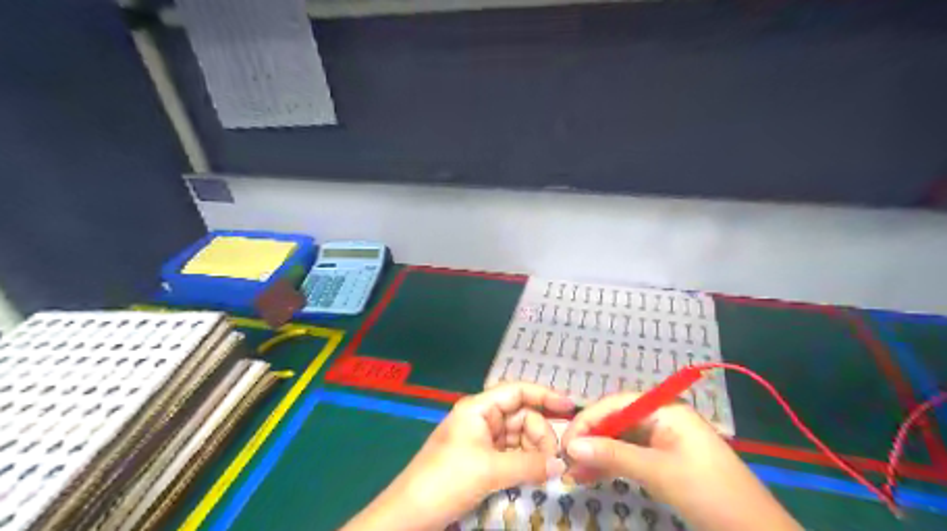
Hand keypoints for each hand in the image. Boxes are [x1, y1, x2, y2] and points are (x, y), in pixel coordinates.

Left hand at [345, 384, 573, 527]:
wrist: (411, 514)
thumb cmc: (447, 479)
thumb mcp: (490, 470)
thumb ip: (529, 464)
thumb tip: (562, 465)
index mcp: (479, 408)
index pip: (517, 391)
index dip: (544, 395)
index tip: (570, 407)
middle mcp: (482, 418)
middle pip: (521, 416)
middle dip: (541, 433)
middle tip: (556, 458)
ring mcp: (482, 440)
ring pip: (519, 437)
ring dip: (535, 450)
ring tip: (548, 469)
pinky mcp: (482, 460)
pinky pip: (511, 454)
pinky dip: (525, 462)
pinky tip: (537, 473)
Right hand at [557, 394, 801, 530]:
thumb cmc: (708, 492)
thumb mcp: (657, 472)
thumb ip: (613, 455)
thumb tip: (571, 446)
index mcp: (664, 409)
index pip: (616, 404)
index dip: (588, 420)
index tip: (564, 441)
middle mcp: (662, 417)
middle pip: (616, 421)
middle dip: (590, 439)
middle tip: (565, 459)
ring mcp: (664, 439)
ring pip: (621, 440)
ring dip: (598, 454)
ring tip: (573, 472)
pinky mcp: (665, 459)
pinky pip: (631, 455)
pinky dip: (612, 465)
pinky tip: (592, 475)